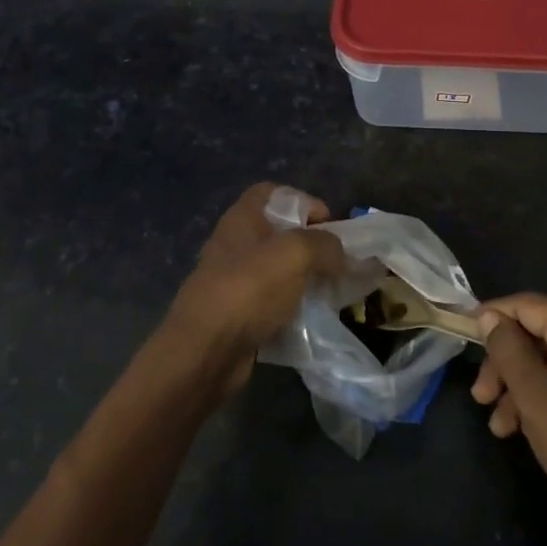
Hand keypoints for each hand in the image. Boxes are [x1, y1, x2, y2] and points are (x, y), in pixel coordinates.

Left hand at [165, 183, 345, 395]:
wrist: (205, 352)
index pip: (275, 192)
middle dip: (313, 246)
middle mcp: (236, 245)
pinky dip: (294, 309)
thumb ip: (325, 245)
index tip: (331, 225)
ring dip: (307, 280)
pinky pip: (274, 303)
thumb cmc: (248, 291)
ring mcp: (235, 282)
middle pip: (281, 233)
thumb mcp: (295, 254)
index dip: (305, 201)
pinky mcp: (239, 314)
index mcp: (242, 219)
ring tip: (332, 292)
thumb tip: (341, 254)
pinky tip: (313, 319)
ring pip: (280, 271)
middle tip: (338, 263)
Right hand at [472, 293, 546, 528]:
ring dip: (519, 386)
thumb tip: (489, 316)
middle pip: (537, 334)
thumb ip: (507, 350)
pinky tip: (522, 428)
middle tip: (480, 397)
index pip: (527, 305)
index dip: (491, 316)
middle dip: (504, 364)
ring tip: (499, 426)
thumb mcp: (533, 396)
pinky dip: (543, 395)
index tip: (463, 334)